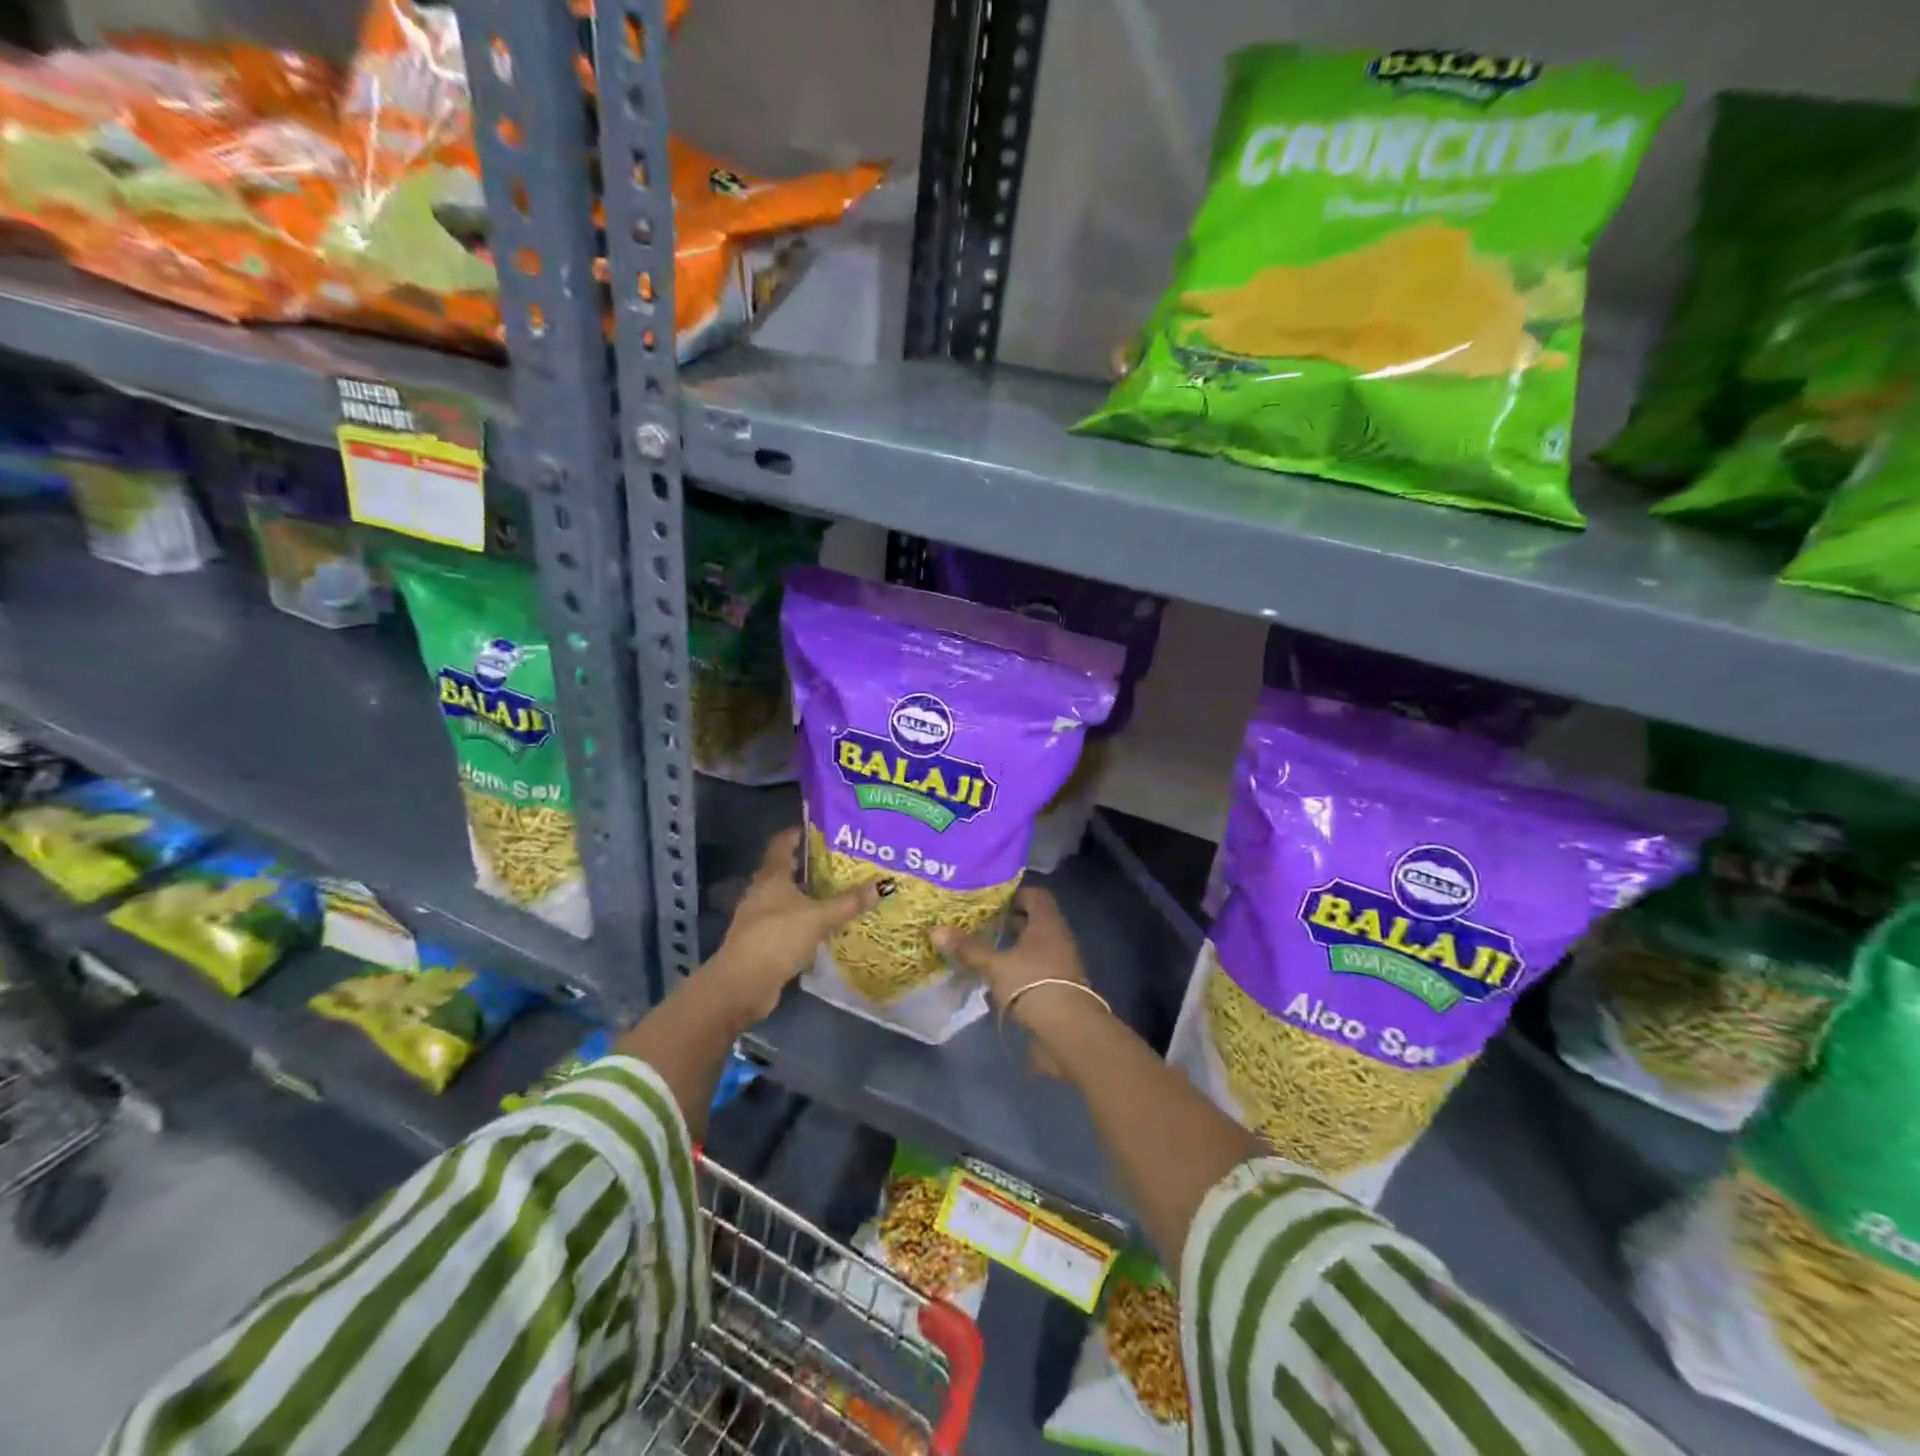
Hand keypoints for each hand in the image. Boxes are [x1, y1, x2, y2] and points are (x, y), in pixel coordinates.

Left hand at [708, 827, 884, 1023]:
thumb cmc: (779, 937)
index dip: (799, 833)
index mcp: (771, 876)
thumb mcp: (819, 917)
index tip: (822, 829)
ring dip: (808, 895)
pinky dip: (804, 919)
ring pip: (786, 897)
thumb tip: (884, 885)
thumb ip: (849, 903)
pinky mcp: (763, 940)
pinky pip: (787, 921)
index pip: (782, 843)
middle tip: (841, 861)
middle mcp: (761, 891)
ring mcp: (759, 917)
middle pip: (785, 870)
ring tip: (837, 892)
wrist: (743, 983)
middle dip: (810, 865)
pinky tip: (824, 925)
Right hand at [934, 888, 1098, 1073]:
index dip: (1014, 893)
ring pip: (1035, 945)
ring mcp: (1061, 963)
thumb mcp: (996, 965)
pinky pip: (1036, 967)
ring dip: (1014, 946)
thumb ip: (969, 948)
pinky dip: (1019, 967)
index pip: (1036, 895)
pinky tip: (998, 976)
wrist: (1069, 1031)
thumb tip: (937, 930)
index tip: (990, 899)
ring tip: (985, 948)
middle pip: (1035, 920)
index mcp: (1047, 923)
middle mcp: (1058, 938)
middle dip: (1010, 920)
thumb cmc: (1033, 984)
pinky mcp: (1058, 987)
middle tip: (982, 921)